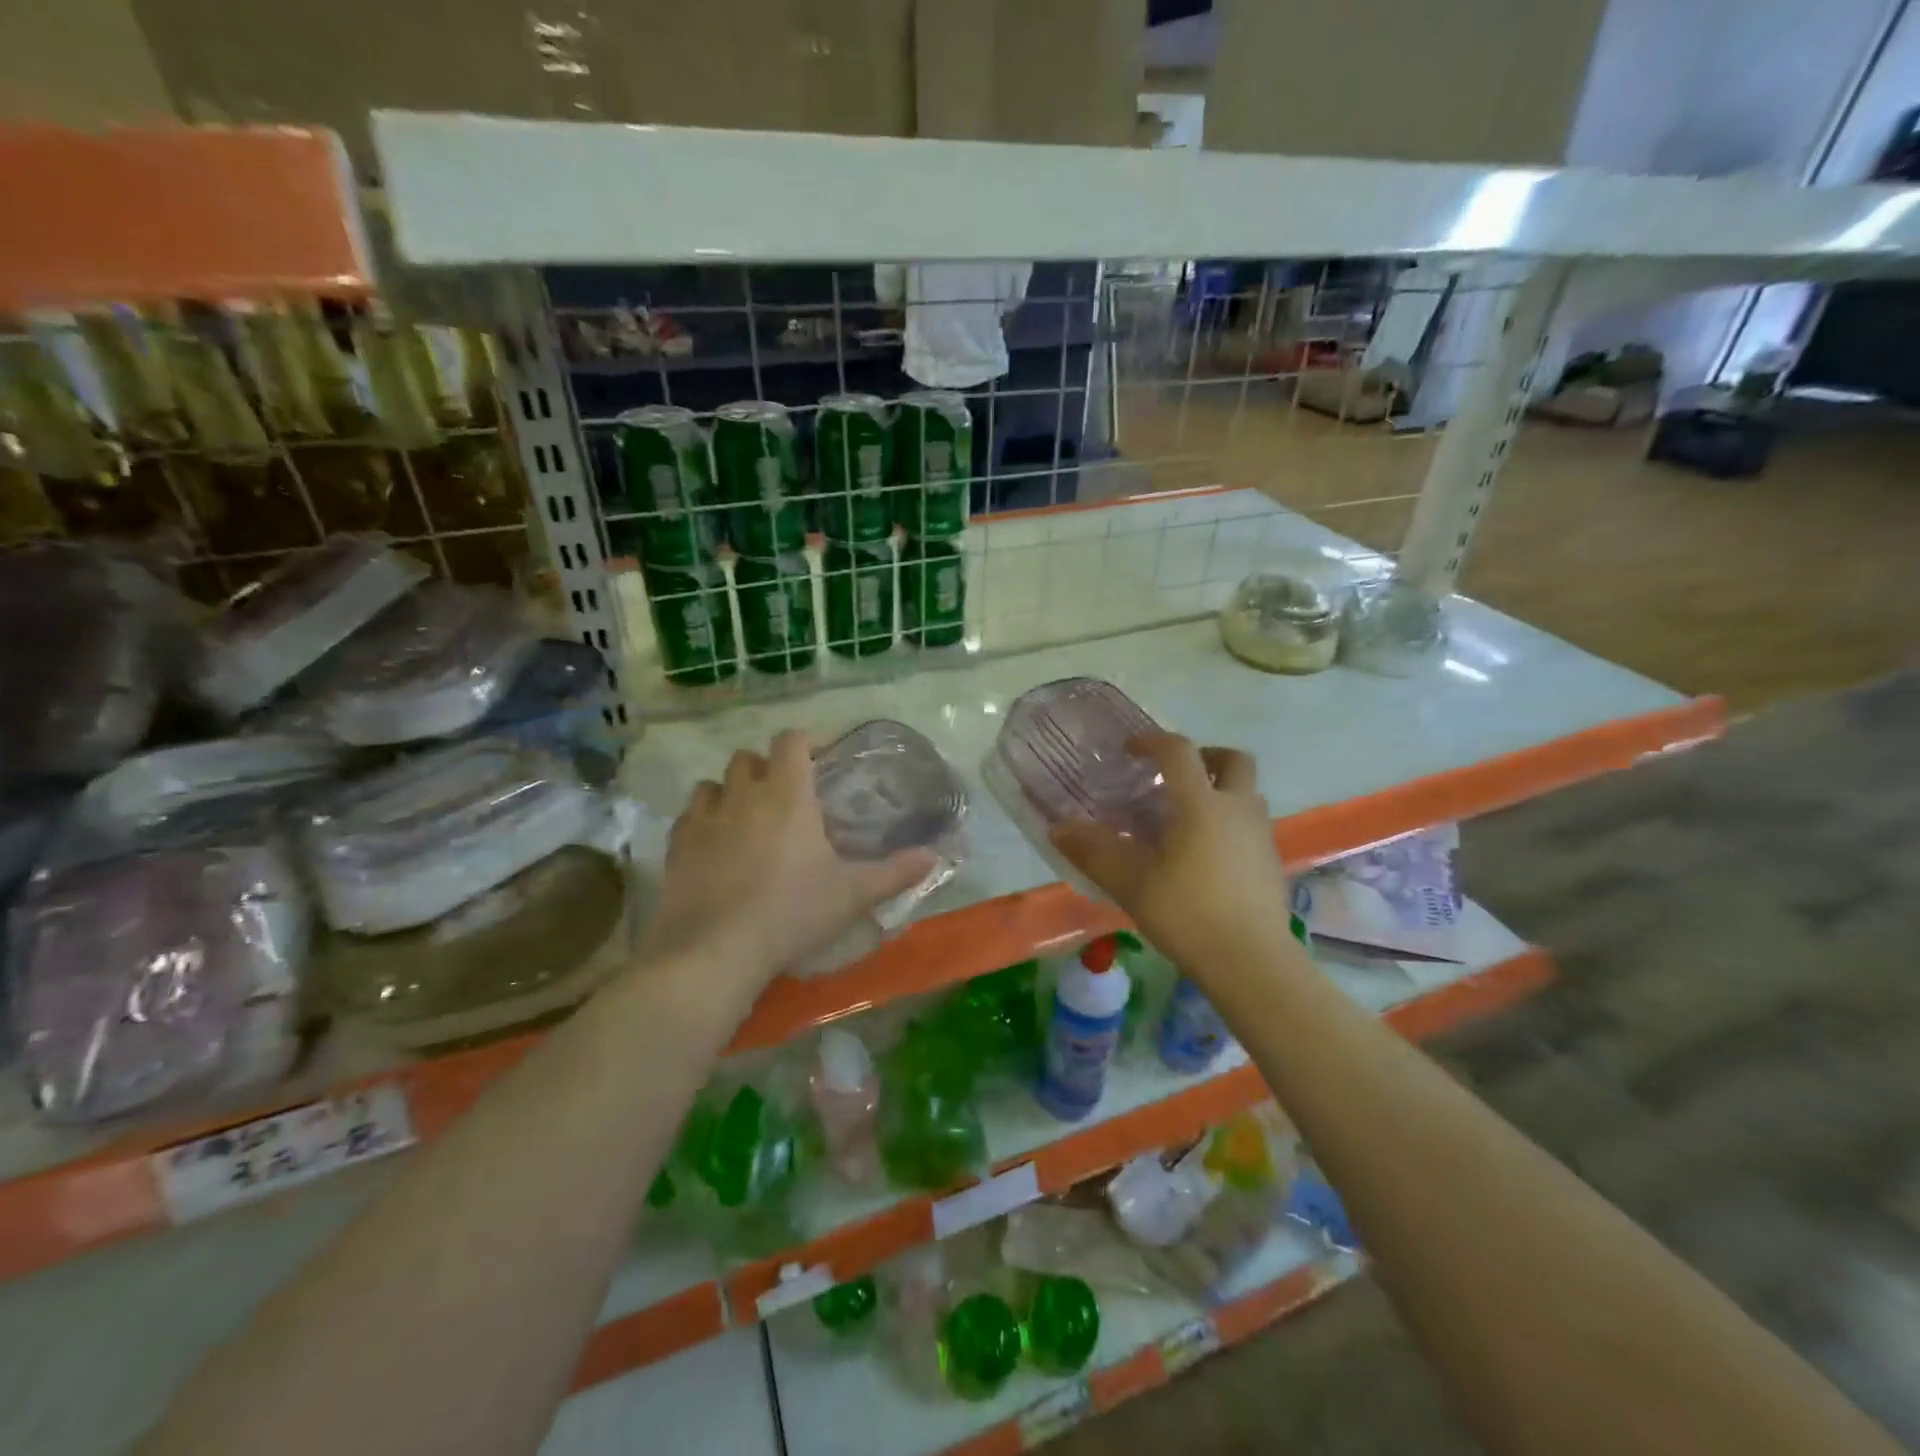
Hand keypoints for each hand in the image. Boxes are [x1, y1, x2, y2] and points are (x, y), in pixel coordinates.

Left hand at [641, 731, 937, 995]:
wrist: (715, 951)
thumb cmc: (792, 913)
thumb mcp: (853, 895)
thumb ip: (895, 872)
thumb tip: (935, 857)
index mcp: (787, 795)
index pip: (791, 742)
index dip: (806, 740)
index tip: (820, 755)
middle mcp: (742, 795)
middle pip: (747, 758)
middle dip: (766, 766)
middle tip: (785, 793)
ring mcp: (704, 819)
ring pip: (712, 783)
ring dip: (730, 790)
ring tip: (745, 815)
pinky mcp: (676, 847)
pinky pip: (688, 817)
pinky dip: (703, 820)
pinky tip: (714, 845)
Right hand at [1049, 733, 1294, 976]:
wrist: (1252, 962)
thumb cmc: (1187, 914)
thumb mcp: (1131, 884)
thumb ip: (1094, 852)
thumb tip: (1058, 828)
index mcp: (1200, 804)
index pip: (1179, 751)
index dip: (1152, 741)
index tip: (1130, 751)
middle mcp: (1236, 808)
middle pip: (1232, 760)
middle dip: (1204, 756)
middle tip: (1175, 775)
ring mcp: (1260, 835)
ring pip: (1246, 792)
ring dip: (1219, 789)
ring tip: (1187, 816)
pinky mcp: (1271, 861)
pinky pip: (1250, 823)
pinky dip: (1229, 821)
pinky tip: (1205, 855)